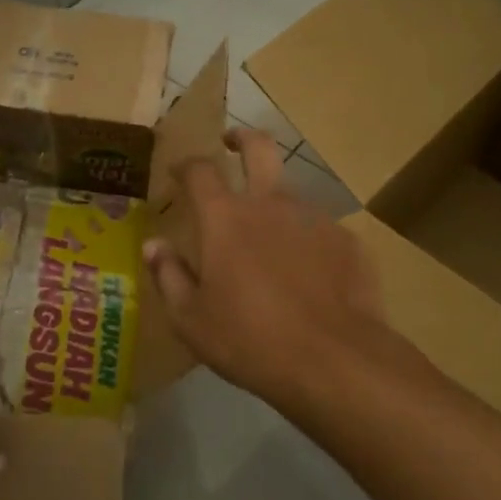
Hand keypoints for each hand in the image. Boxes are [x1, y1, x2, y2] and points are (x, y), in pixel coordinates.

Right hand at [142, 128, 384, 406]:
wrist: (333, 361)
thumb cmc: (249, 340)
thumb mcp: (191, 319)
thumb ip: (169, 275)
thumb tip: (154, 245)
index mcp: (225, 218)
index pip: (200, 170)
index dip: (186, 164)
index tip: (179, 171)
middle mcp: (270, 204)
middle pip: (259, 147)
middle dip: (243, 138)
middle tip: (232, 143)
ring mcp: (314, 219)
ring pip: (290, 195)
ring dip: (275, 206)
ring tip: (271, 247)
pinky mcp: (346, 242)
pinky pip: (319, 232)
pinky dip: (307, 244)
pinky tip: (309, 279)